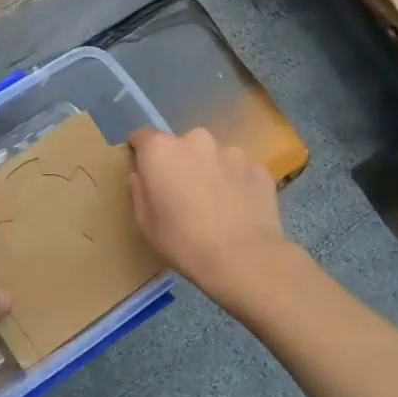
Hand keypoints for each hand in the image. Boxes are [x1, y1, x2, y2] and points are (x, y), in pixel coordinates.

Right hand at [129, 127, 290, 298]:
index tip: (145, 173)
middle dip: (179, 163)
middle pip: (181, 146)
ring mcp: (232, 151)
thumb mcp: (146, 223)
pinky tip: (237, 210)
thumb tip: (141, 176)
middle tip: (182, 194)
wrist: (244, 259)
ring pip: (213, 156)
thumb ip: (139, 191)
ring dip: (209, 171)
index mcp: (162, 150)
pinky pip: (238, 171)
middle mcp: (196, 140)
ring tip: (214, 204)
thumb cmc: (184, 242)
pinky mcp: (258, 168)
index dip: (141, 153)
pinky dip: (235, 183)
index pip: (142, 137)